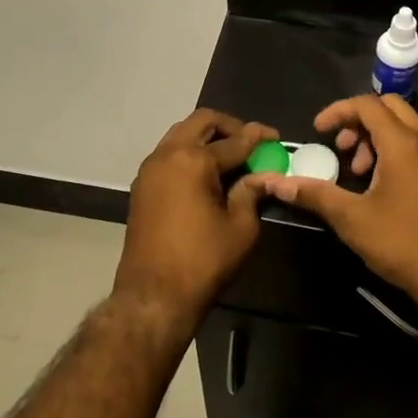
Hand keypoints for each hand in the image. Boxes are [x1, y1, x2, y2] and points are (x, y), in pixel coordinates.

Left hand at [115, 110, 274, 328]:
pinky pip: (169, 154)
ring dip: (206, 138)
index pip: (234, 140)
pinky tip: (207, 174)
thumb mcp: (241, 228)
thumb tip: (259, 176)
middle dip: (229, 127)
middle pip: (202, 122)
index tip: (275, 138)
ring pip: (181, 134)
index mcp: (194, 160)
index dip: (258, 137)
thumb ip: (251, 193)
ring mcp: (150, 169)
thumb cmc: (202, 262)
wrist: (152, 295)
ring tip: (230, 157)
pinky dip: (190, 153)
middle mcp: (168, 154)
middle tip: (250, 142)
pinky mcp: (142, 186)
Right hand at [249, 94, 417, 298]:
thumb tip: (275, 183)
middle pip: (390, 107)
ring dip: (379, 138)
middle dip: (360, 121)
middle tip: (343, 150)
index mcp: (403, 144)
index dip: (338, 111)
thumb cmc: (401, 242)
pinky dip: (398, 151)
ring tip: (361, 173)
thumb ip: (314, 194)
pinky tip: (386, 187)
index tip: (319, 131)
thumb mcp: (351, 219)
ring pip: (407, 127)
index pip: (367, 104)